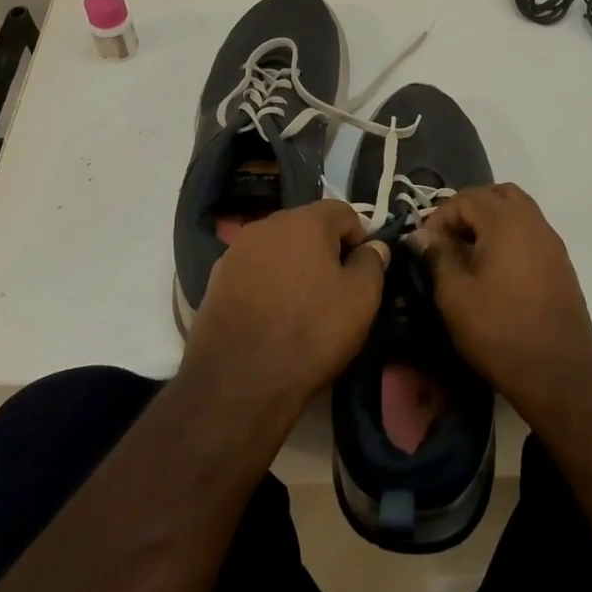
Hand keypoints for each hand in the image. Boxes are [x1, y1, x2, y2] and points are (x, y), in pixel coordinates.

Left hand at [181, 200, 388, 418]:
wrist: (238, 379)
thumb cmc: (310, 332)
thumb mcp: (361, 299)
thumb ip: (372, 263)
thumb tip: (375, 246)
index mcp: (306, 220)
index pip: (344, 212)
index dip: (360, 238)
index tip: (362, 271)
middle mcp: (268, 223)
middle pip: (308, 226)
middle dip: (325, 250)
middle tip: (335, 289)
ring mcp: (237, 250)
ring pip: (279, 248)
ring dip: (294, 265)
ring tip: (301, 304)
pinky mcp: (217, 277)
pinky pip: (254, 269)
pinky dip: (268, 283)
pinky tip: (271, 314)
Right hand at [410, 183, 591, 425]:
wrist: (559, 374)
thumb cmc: (499, 331)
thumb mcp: (455, 295)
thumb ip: (436, 256)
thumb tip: (421, 235)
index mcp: (506, 222)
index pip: (467, 198)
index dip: (440, 216)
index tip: (424, 245)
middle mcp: (534, 222)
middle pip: (499, 195)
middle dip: (469, 209)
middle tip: (448, 239)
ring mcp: (552, 243)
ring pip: (519, 211)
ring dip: (491, 222)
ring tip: (468, 254)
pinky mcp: (561, 265)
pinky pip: (531, 233)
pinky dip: (509, 238)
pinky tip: (494, 271)